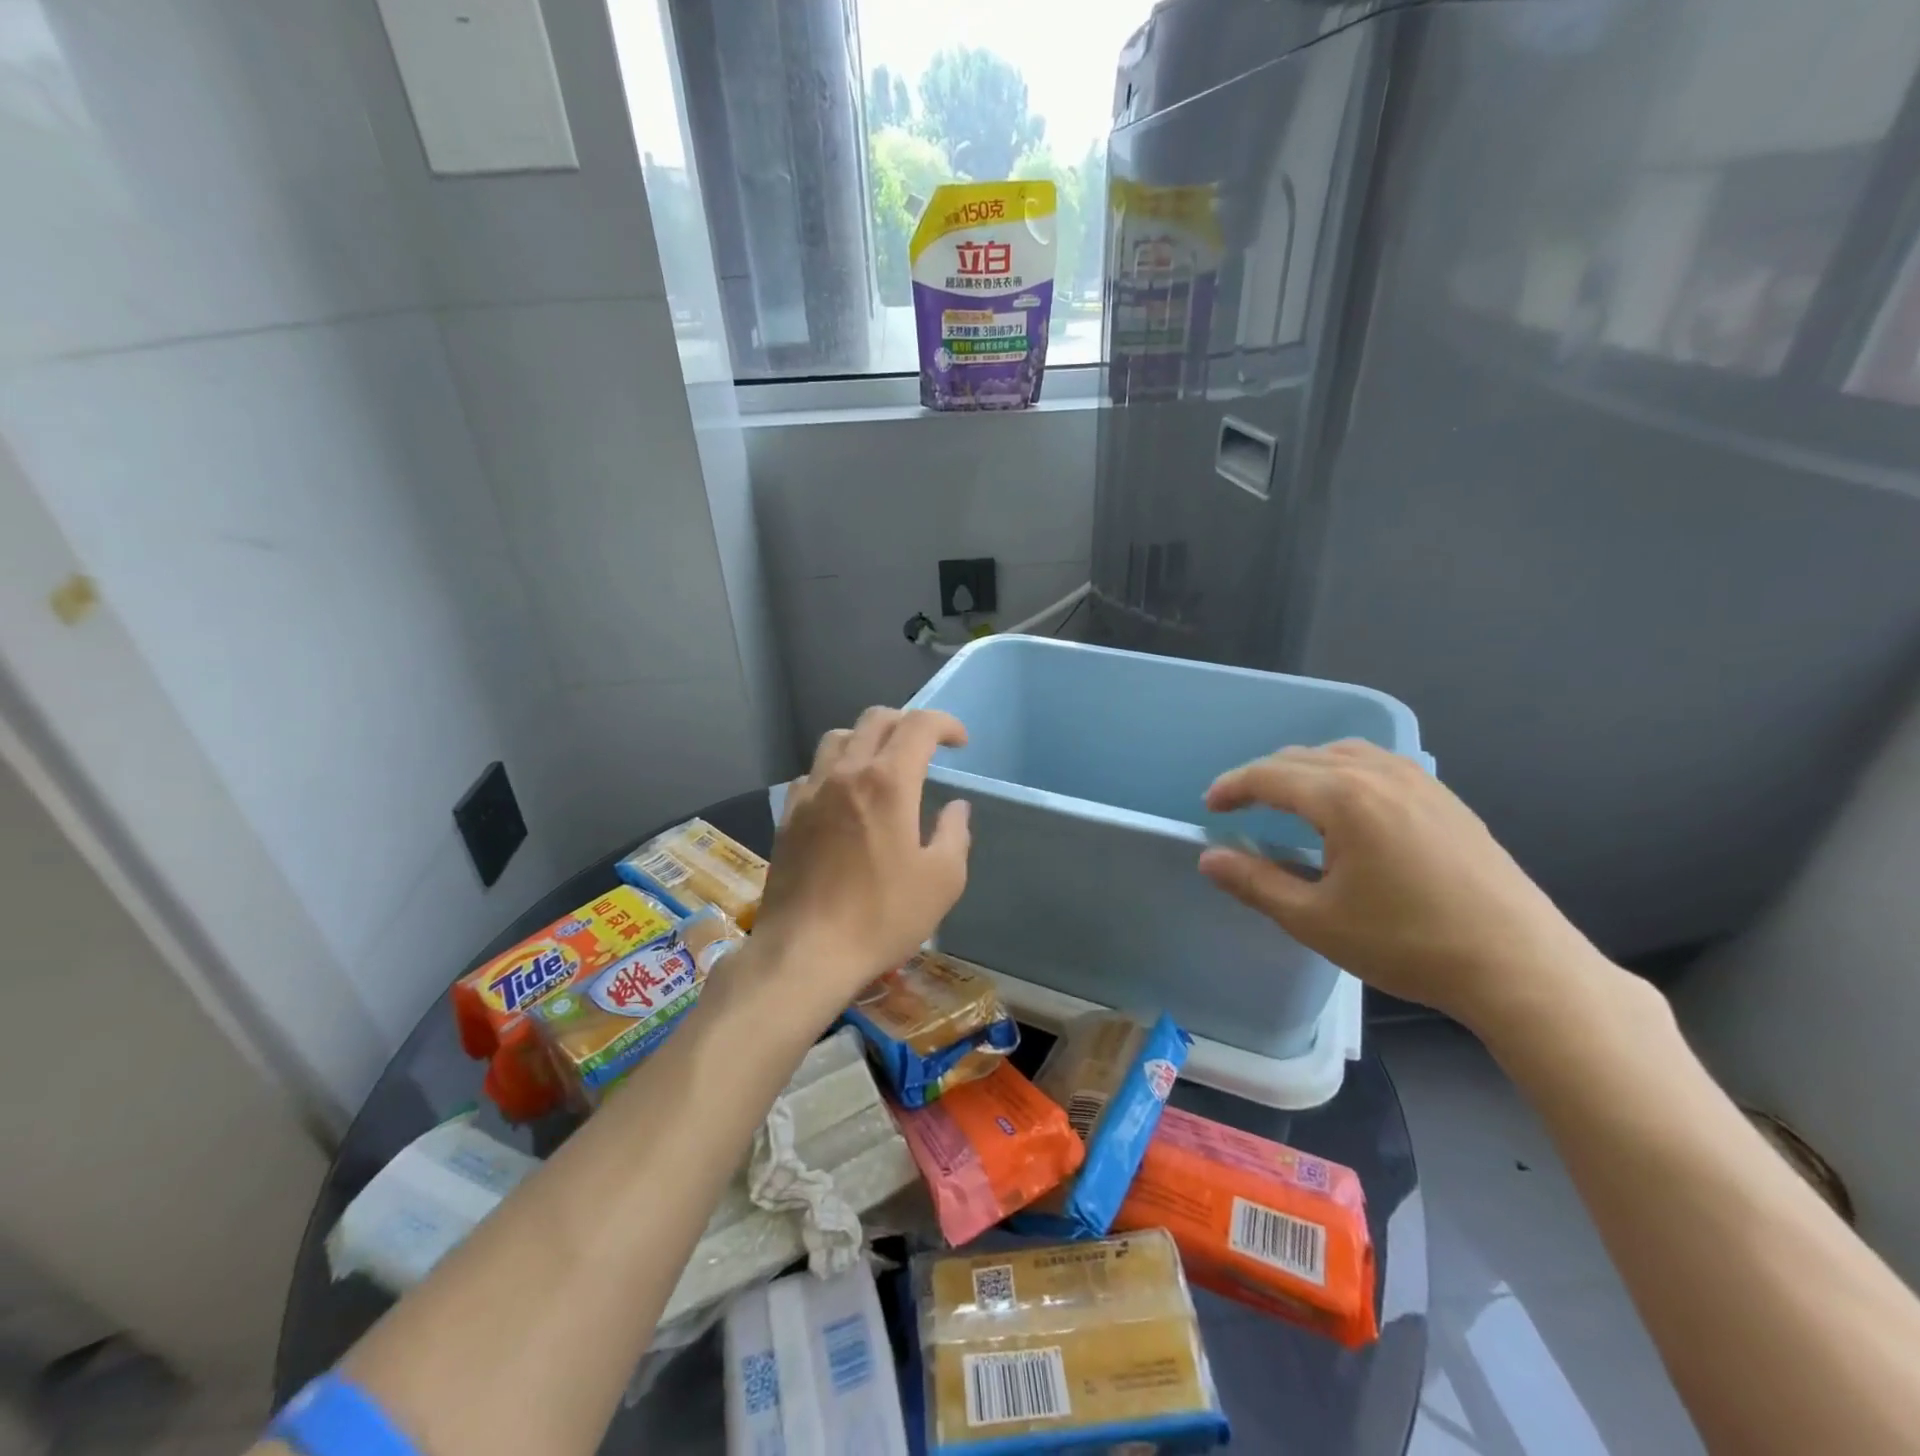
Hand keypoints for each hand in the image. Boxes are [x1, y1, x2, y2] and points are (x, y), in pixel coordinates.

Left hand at [752, 708, 972, 1015]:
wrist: (806, 952)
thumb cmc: (883, 916)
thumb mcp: (942, 880)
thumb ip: (955, 833)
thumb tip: (956, 807)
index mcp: (888, 781)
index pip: (919, 725)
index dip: (945, 723)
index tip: (960, 742)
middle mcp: (846, 773)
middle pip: (875, 719)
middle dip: (907, 722)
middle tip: (926, 747)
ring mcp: (811, 792)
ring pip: (837, 738)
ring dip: (867, 739)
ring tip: (883, 765)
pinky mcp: (788, 816)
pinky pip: (813, 773)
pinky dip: (835, 770)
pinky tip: (844, 798)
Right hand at [1197, 741, 1601, 1030]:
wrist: (1520, 966)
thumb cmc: (1408, 943)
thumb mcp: (1315, 920)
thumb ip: (1255, 882)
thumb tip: (1208, 858)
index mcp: (1343, 798)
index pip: (1269, 775)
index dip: (1232, 787)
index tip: (1210, 808)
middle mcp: (1379, 774)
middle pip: (1303, 757)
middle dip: (1263, 777)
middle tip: (1240, 807)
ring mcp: (1419, 781)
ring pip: (1343, 753)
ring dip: (1304, 769)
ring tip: (1288, 800)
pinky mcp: (1446, 798)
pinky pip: (1378, 764)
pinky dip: (1343, 771)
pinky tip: (1347, 805)